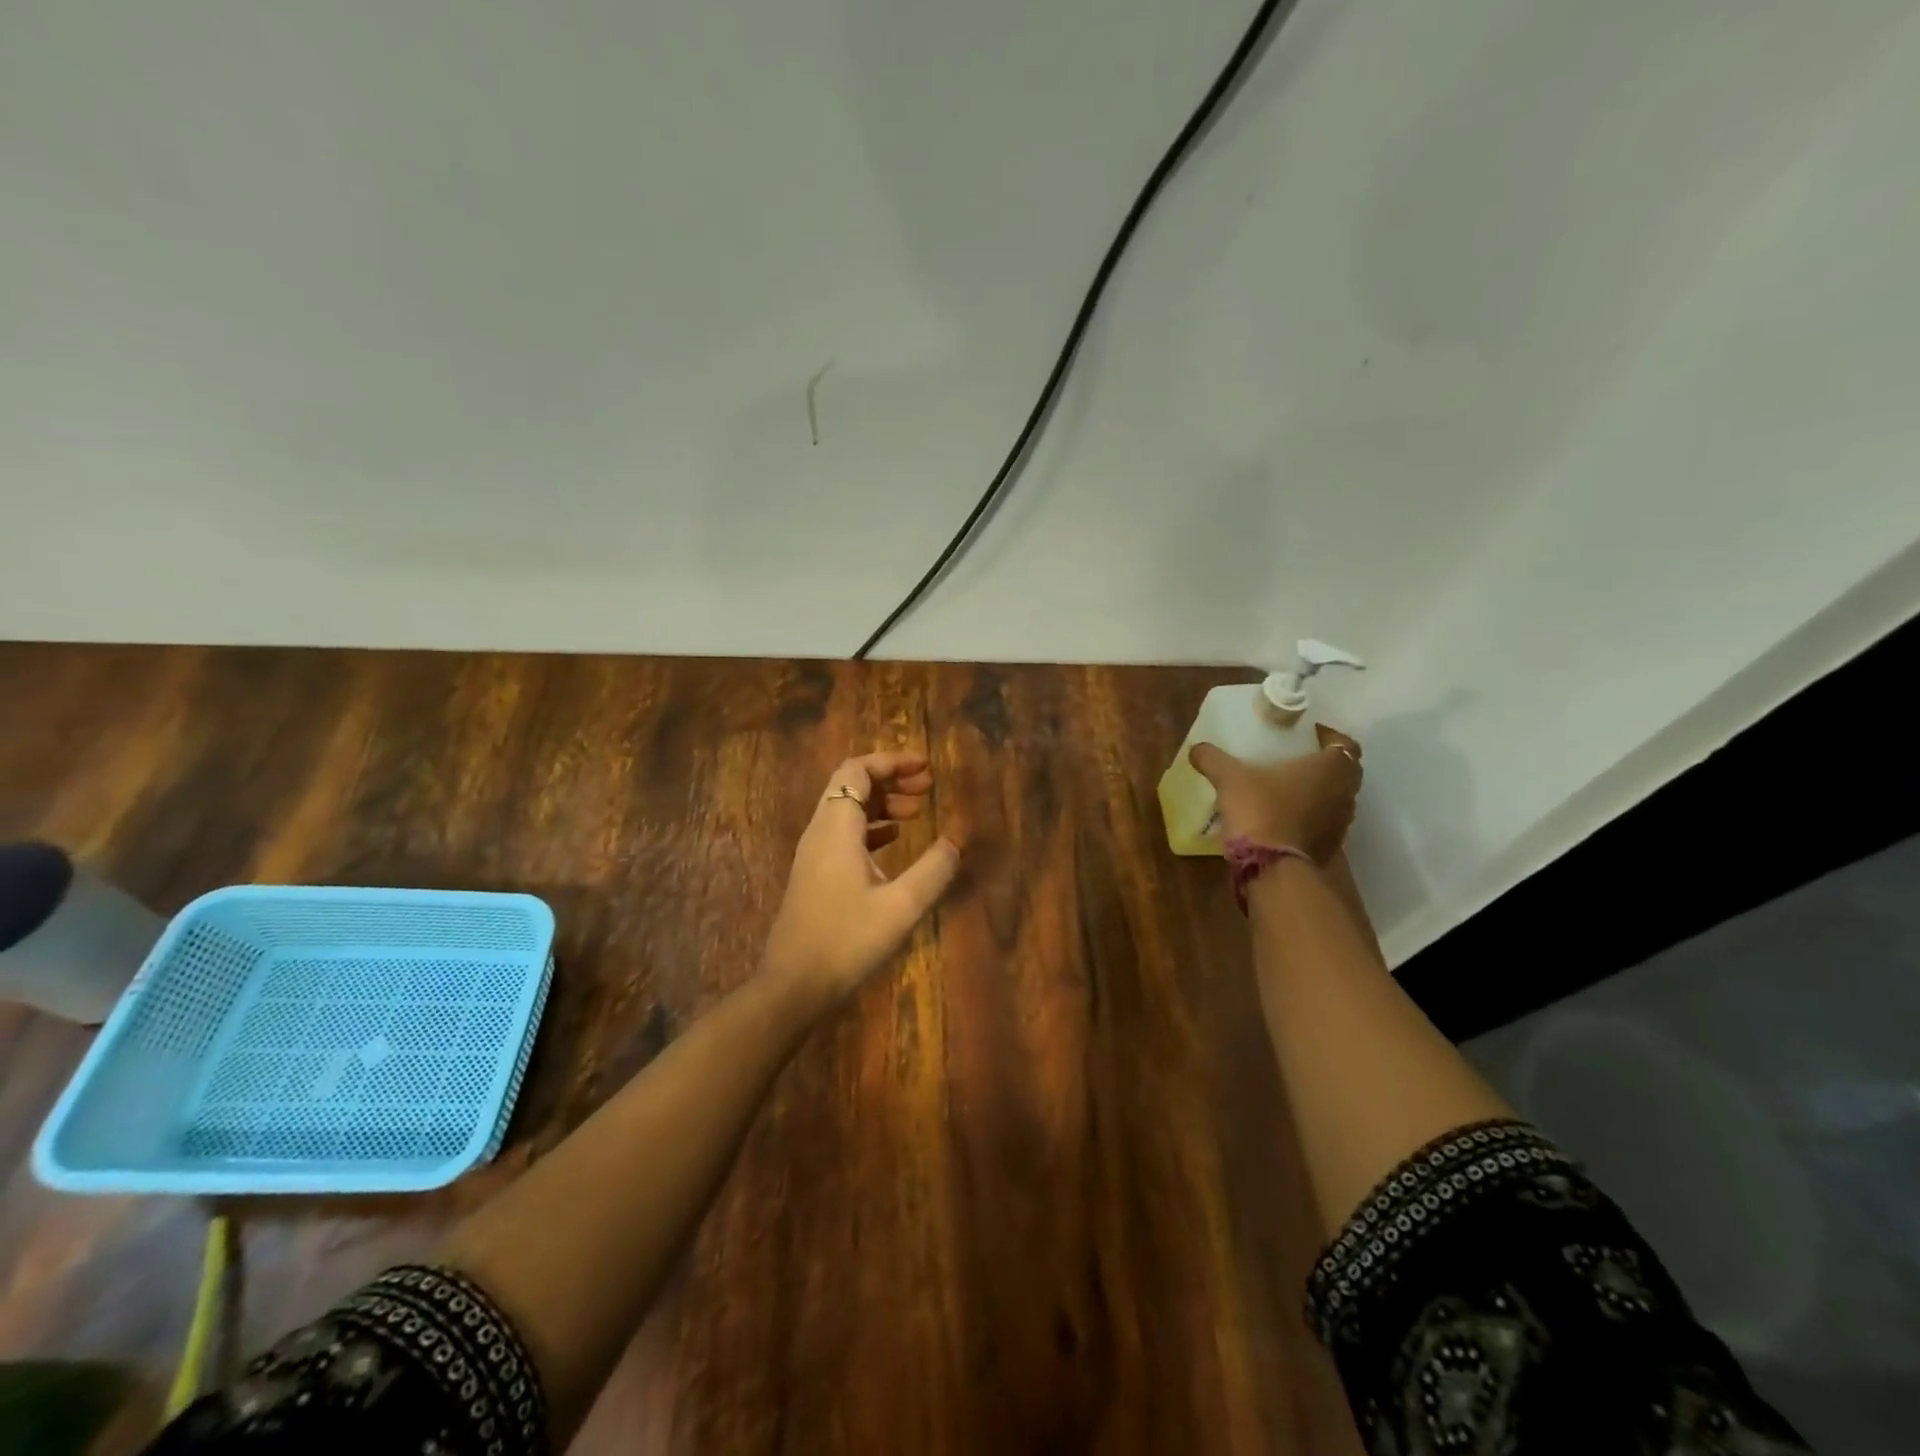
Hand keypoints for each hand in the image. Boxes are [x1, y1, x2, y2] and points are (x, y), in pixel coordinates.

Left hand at [762, 751, 961, 1004]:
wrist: (793, 985)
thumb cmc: (847, 941)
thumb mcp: (901, 907)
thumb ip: (933, 870)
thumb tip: (956, 841)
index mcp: (836, 828)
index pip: (857, 771)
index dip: (891, 761)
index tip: (925, 768)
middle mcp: (820, 832)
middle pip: (851, 784)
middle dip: (890, 778)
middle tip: (927, 787)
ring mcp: (814, 854)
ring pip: (847, 809)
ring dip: (882, 802)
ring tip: (917, 812)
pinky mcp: (815, 874)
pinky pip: (844, 832)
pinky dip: (871, 826)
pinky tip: (895, 840)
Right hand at [1189, 724, 1362, 862]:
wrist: (1272, 866)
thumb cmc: (1259, 808)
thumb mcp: (1229, 777)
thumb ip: (1213, 759)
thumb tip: (1196, 748)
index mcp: (1331, 767)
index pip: (1345, 743)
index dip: (1329, 736)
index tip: (1308, 736)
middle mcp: (1346, 793)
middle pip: (1344, 771)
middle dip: (1323, 764)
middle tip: (1295, 760)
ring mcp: (1342, 823)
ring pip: (1336, 799)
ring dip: (1319, 792)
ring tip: (1287, 790)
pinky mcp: (1331, 847)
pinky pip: (1325, 824)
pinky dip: (1311, 817)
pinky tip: (1284, 818)